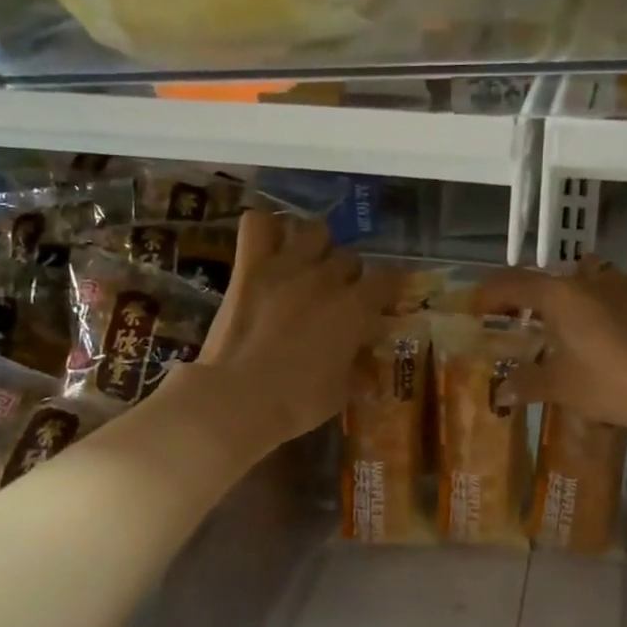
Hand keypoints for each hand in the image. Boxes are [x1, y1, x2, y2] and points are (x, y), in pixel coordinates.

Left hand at [185, 212, 397, 443]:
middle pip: (350, 257)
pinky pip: (257, 224)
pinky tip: (270, 244)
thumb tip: (368, 361)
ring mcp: (287, 267)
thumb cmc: (298, 402)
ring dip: (316, 246)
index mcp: (355, 308)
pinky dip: (265, 228)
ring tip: (308, 265)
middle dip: (349, 275)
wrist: (238, 399)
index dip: (389, 288)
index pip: (389, 278)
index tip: (383, 300)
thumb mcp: (342, 391)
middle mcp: (327, 278)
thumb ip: (359, 366)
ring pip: (314, 230)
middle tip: (337, 296)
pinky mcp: (250, 267)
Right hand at [476, 256, 626, 436]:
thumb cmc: (611, 384)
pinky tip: (618, 311)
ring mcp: (626, 282)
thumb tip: (501, 392)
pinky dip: (615, 293)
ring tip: (573, 316)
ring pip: (591, 274)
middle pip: (550, 277)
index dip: (489, 293)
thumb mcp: (562, 388)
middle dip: (532, 296)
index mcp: (560, 296)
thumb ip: (527, 384)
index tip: (476, 308)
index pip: (512, 283)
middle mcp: (590, 279)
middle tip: (524, 320)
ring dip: (576, 290)